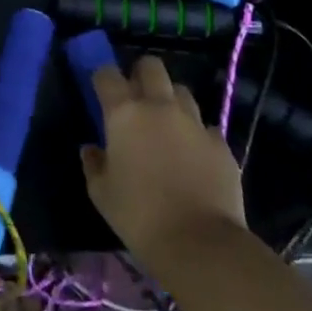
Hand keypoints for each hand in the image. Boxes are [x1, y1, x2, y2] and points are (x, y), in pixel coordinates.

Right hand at [82, 55, 244, 259]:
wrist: (200, 244)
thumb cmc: (139, 216)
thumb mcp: (102, 194)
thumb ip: (93, 164)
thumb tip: (91, 150)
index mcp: (125, 113)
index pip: (107, 74)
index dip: (102, 79)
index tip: (101, 92)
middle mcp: (159, 107)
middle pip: (151, 66)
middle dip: (141, 74)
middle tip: (136, 97)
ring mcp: (194, 123)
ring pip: (182, 92)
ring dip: (171, 101)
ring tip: (167, 125)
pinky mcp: (220, 144)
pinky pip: (206, 127)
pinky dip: (197, 134)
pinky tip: (193, 155)